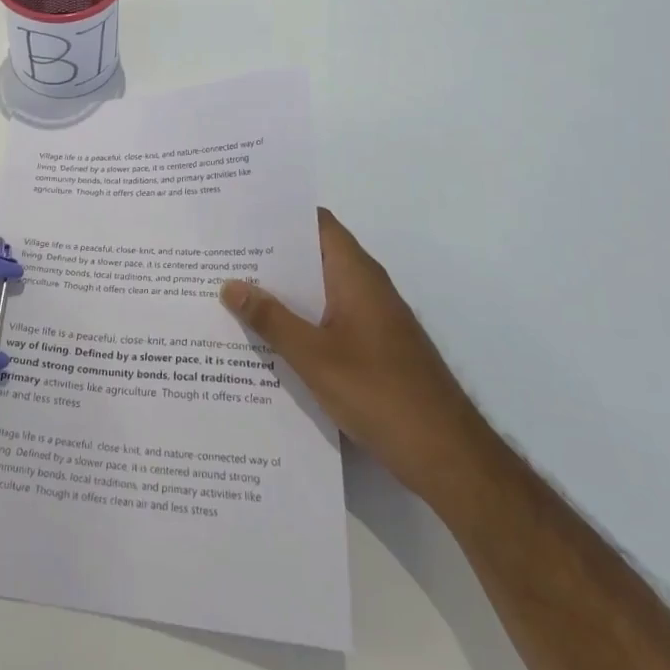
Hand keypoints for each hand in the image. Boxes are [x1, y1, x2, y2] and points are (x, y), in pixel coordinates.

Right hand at [221, 208, 493, 506]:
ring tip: (231, 291)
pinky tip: (265, 336)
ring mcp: (372, 318)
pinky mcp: (373, 347)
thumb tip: (230, 284)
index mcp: (356, 276)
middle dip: (270, 255)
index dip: (280, 214)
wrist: (447, 455)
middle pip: (314, 255)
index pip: (317, 224)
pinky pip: (327, 317)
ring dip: (281, 290)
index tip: (239, 215)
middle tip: (221, 254)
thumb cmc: (380, 393)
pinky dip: (298, 318)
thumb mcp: (314, 357)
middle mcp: (366, 287)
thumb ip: (271, 319)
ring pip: (318, 290)